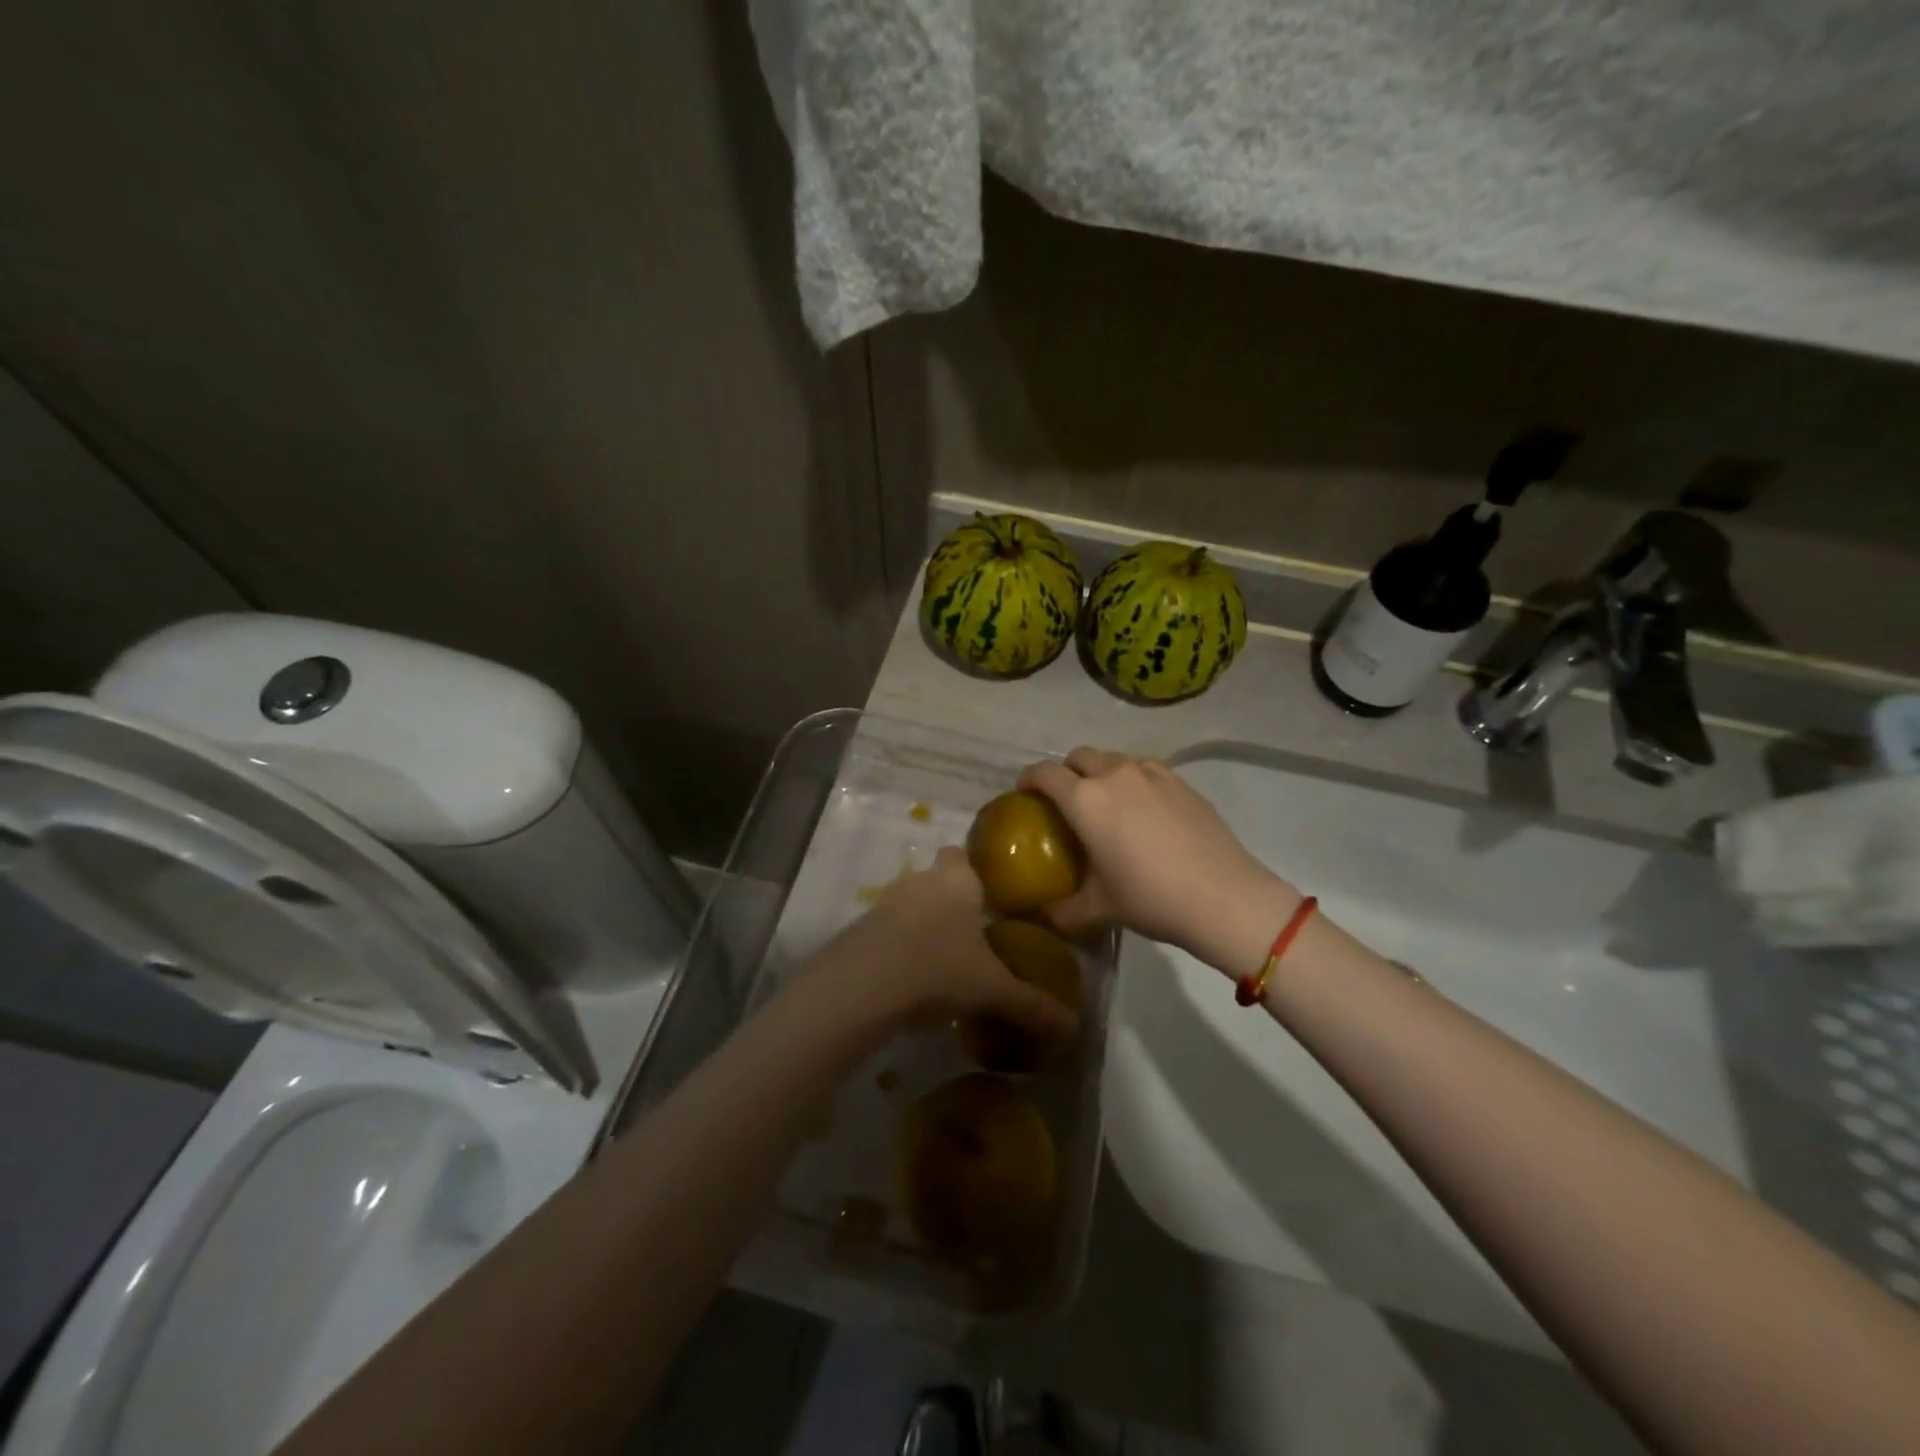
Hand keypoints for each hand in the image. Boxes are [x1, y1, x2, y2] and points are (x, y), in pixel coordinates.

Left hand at [806, 848, 1078, 1041]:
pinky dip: (902, 945)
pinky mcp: (861, 929)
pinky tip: (914, 977)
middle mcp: (921, 881)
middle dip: (953, 899)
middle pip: (937, 878)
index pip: (963, 854)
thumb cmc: (938, 969)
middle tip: (975, 933)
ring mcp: (886, 902)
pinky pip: (890, 930)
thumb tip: (1074, 1027)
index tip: (990, 896)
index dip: (975, 870)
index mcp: (957, 880)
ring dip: (925, 923)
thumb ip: (1034, 1005)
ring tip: (946, 960)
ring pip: (912, 903)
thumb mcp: (993, 990)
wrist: (861, 986)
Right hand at [1019, 748, 1300, 978]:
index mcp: (1085, 800)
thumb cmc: (1151, 899)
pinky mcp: (1181, 781)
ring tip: (1107, 804)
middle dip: (1066, 772)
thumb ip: (1063, 910)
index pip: (1044, 773)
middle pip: (1078, 756)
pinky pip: (1145, 769)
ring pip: (1114, 759)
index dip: (1028, 779)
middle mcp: (1114, 775)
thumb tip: (1044, 915)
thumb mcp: (1099, 909)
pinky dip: (1133, 780)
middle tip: (1067, 802)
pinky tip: (1144, 809)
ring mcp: (1151, 773)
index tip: (1024, 794)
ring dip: (1101, 773)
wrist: (1224, 897)